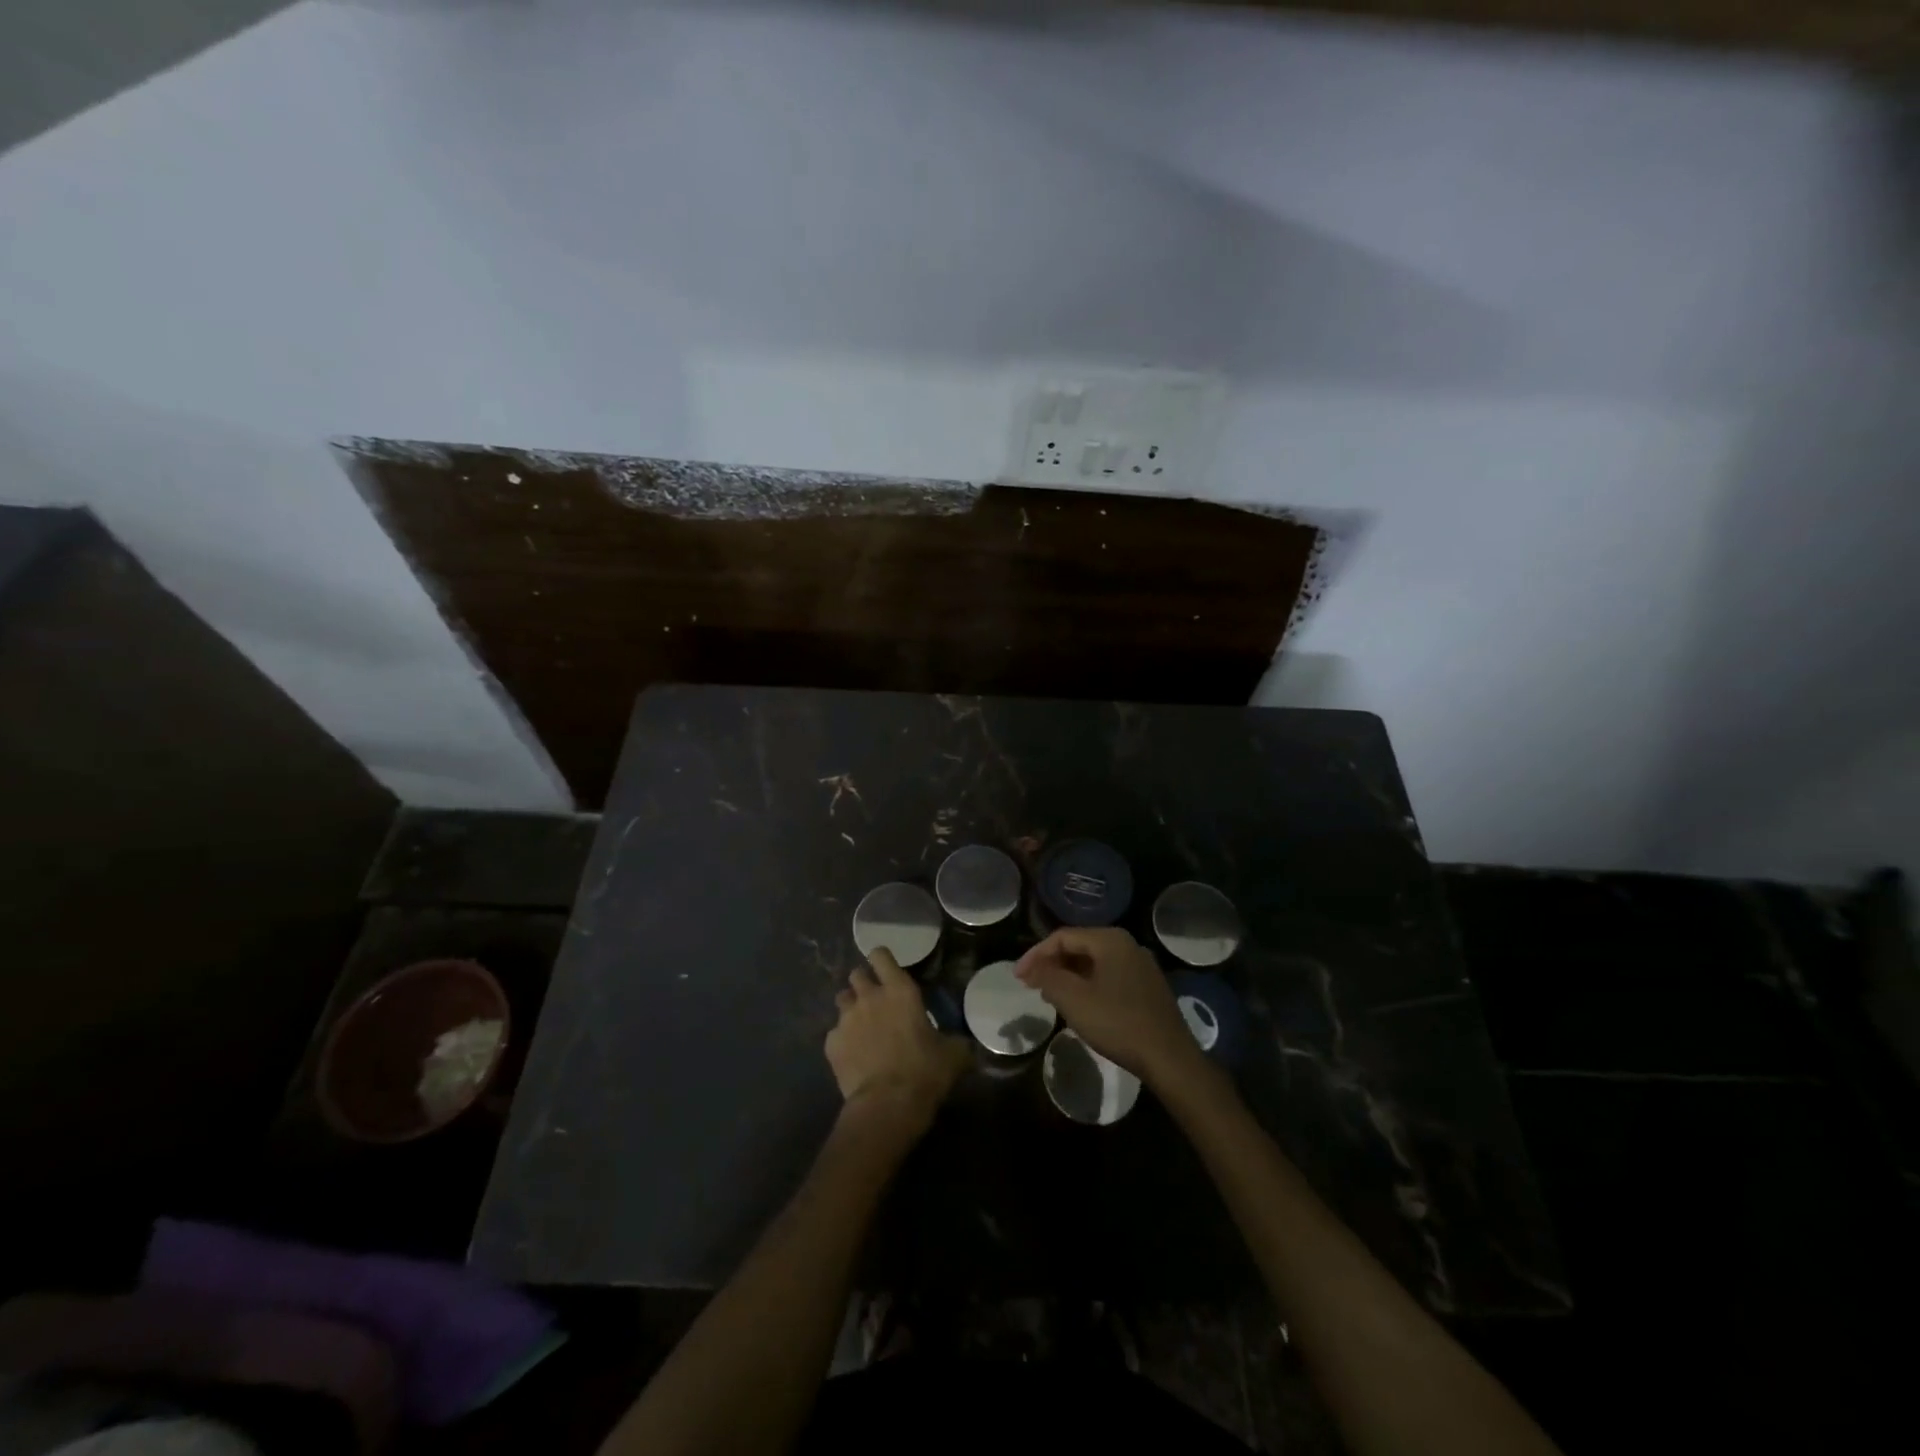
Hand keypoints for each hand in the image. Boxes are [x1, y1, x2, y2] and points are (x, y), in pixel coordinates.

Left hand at [825, 948, 971, 1138]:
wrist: (887, 1105)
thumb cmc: (925, 1071)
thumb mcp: (954, 1054)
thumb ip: (956, 1041)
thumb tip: (965, 1044)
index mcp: (899, 990)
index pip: (881, 955)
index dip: (882, 960)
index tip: (888, 970)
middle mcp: (869, 997)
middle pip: (856, 974)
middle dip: (864, 983)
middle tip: (876, 1000)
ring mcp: (846, 1019)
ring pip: (841, 1000)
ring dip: (851, 1007)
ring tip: (862, 1026)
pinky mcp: (831, 1043)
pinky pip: (834, 1033)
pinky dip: (843, 1040)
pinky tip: (853, 1056)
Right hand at [1015, 927, 1202, 1086]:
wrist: (1169, 1058)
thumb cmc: (1117, 1023)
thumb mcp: (1074, 1000)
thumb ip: (1048, 977)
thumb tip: (1033, 968)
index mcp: (1110, 940)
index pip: (1062, 937)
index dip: (1036, 955)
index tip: (1018, 978)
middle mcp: (1127, 945)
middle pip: (1079, 946)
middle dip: (1052, 965)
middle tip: (1031, 986)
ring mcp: (1141, 966)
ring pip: (1094, 963)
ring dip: (1068, 976)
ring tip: (1050, 997)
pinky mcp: (1148, 987)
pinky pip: (1109, 976)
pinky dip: (1088, 985)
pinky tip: (1080, 1006)